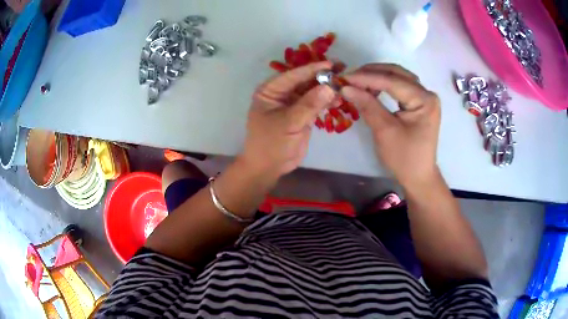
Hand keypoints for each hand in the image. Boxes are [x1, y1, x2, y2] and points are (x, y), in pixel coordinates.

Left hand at [240, 61, 335, 180]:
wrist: (269, 167)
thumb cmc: (271, 144)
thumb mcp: (288, 123)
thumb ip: (309, 105)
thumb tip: (329, 87)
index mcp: (270, 90)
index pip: (293, 75)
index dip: (312, 69)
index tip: (331, 65)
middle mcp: (281, 93)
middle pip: (304, 81)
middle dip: (322, 77)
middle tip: (343, 70)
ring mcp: (293, 104)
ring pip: (312, 92)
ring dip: (327, 89)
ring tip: (345, 85)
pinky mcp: (302, 115)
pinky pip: (316, 104)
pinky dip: (327, 101)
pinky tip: (339, 99)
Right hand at [341, 64, 440, 189]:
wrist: (419, 177)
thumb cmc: (404, 158)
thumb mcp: (384, 131)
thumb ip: (367, 105)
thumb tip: (345, 87)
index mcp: (424, 100)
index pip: (392, 81)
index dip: (366, 78)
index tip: (344, 78)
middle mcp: (427, 94)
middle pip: (397, 73)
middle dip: (372, 73)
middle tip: (350, 78)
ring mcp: (424, 98)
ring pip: (398, 77)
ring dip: (377, 76)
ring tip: (357, 81)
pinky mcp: (420, 103)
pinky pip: (400, 87)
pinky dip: (384, 84)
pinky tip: (371, 88)